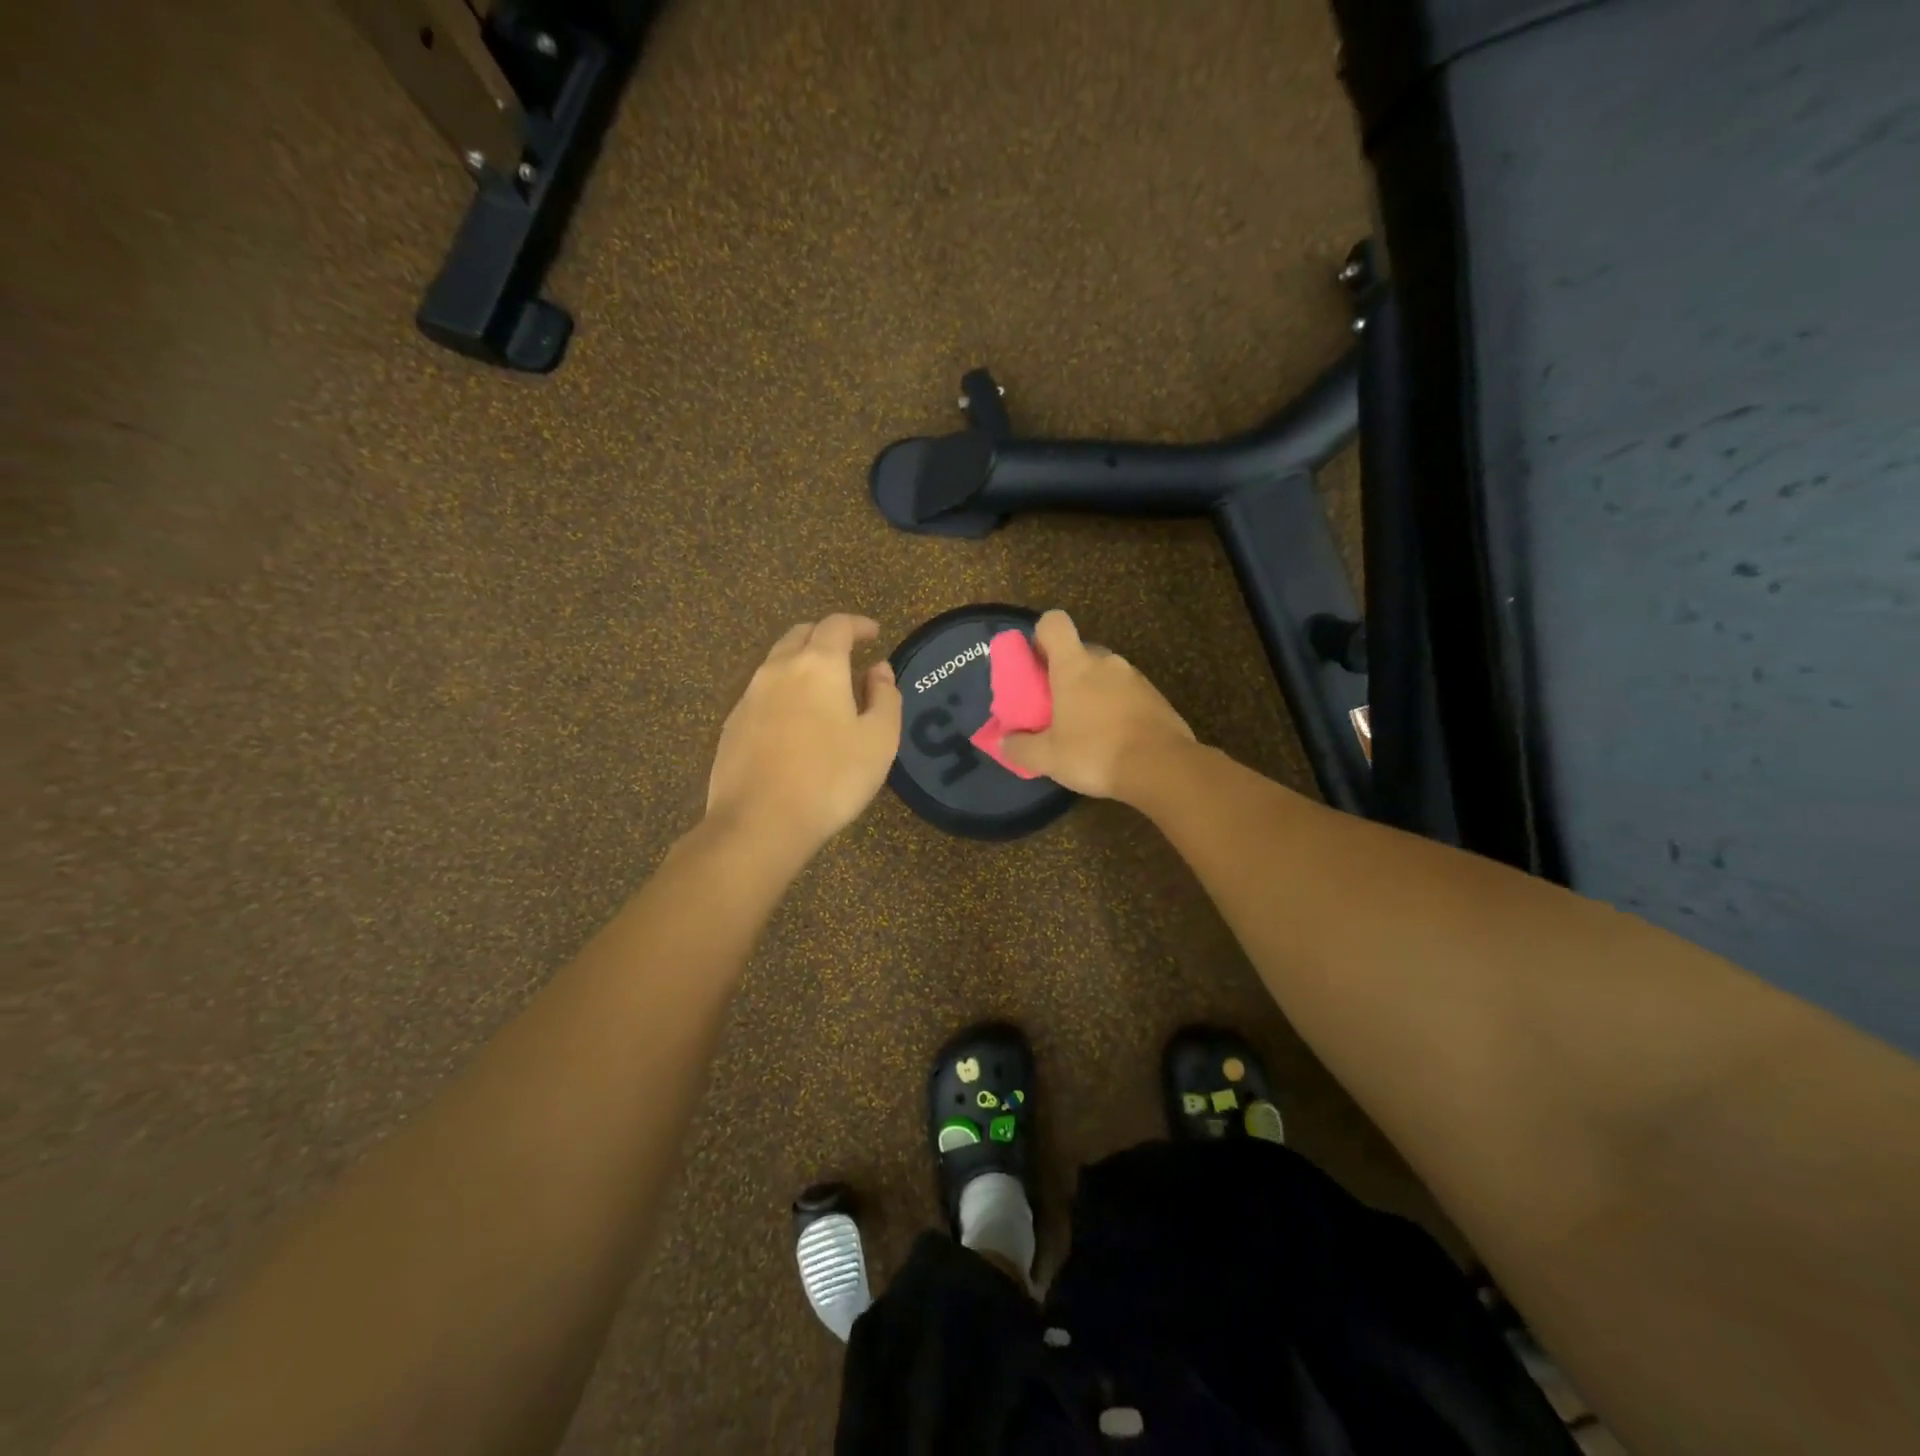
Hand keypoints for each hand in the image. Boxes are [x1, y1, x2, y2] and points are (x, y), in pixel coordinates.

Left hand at [706, 614, 902, 856]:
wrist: (759, 823)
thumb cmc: (831, 778)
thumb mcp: (879, 740)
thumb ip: (885, 697)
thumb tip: (878, 669)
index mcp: (818, 665)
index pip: (837, 625)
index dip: (858, 624)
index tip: (874, 634)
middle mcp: (778, 669)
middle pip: (801, 634)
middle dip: (826, 636)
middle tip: (848, 654)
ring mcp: (749, 696)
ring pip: (777, 662)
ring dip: (802, 663)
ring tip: (823, 688)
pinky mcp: (732, 725)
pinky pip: (762, 693)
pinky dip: (783, 691)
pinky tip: (794, 720)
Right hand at [999, 610, 1194, 799]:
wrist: (1162, 768)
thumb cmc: (1095, 753)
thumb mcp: (1048, 758)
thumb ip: (1020, 748)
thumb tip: (1004, 742)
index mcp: (1075, 666)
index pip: (1054, 623)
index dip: (1041, 635)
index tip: (1035, 662)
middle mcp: (1106, 662)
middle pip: (1079, 651)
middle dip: (1066, 672)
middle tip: (1055, 706)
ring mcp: (1135, 678)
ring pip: (1105, 674)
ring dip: (1093, 692)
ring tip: (1085, 728)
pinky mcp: (1156, 697)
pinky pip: (1127, 693)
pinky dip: (1116, 708)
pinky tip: (1113, 739)